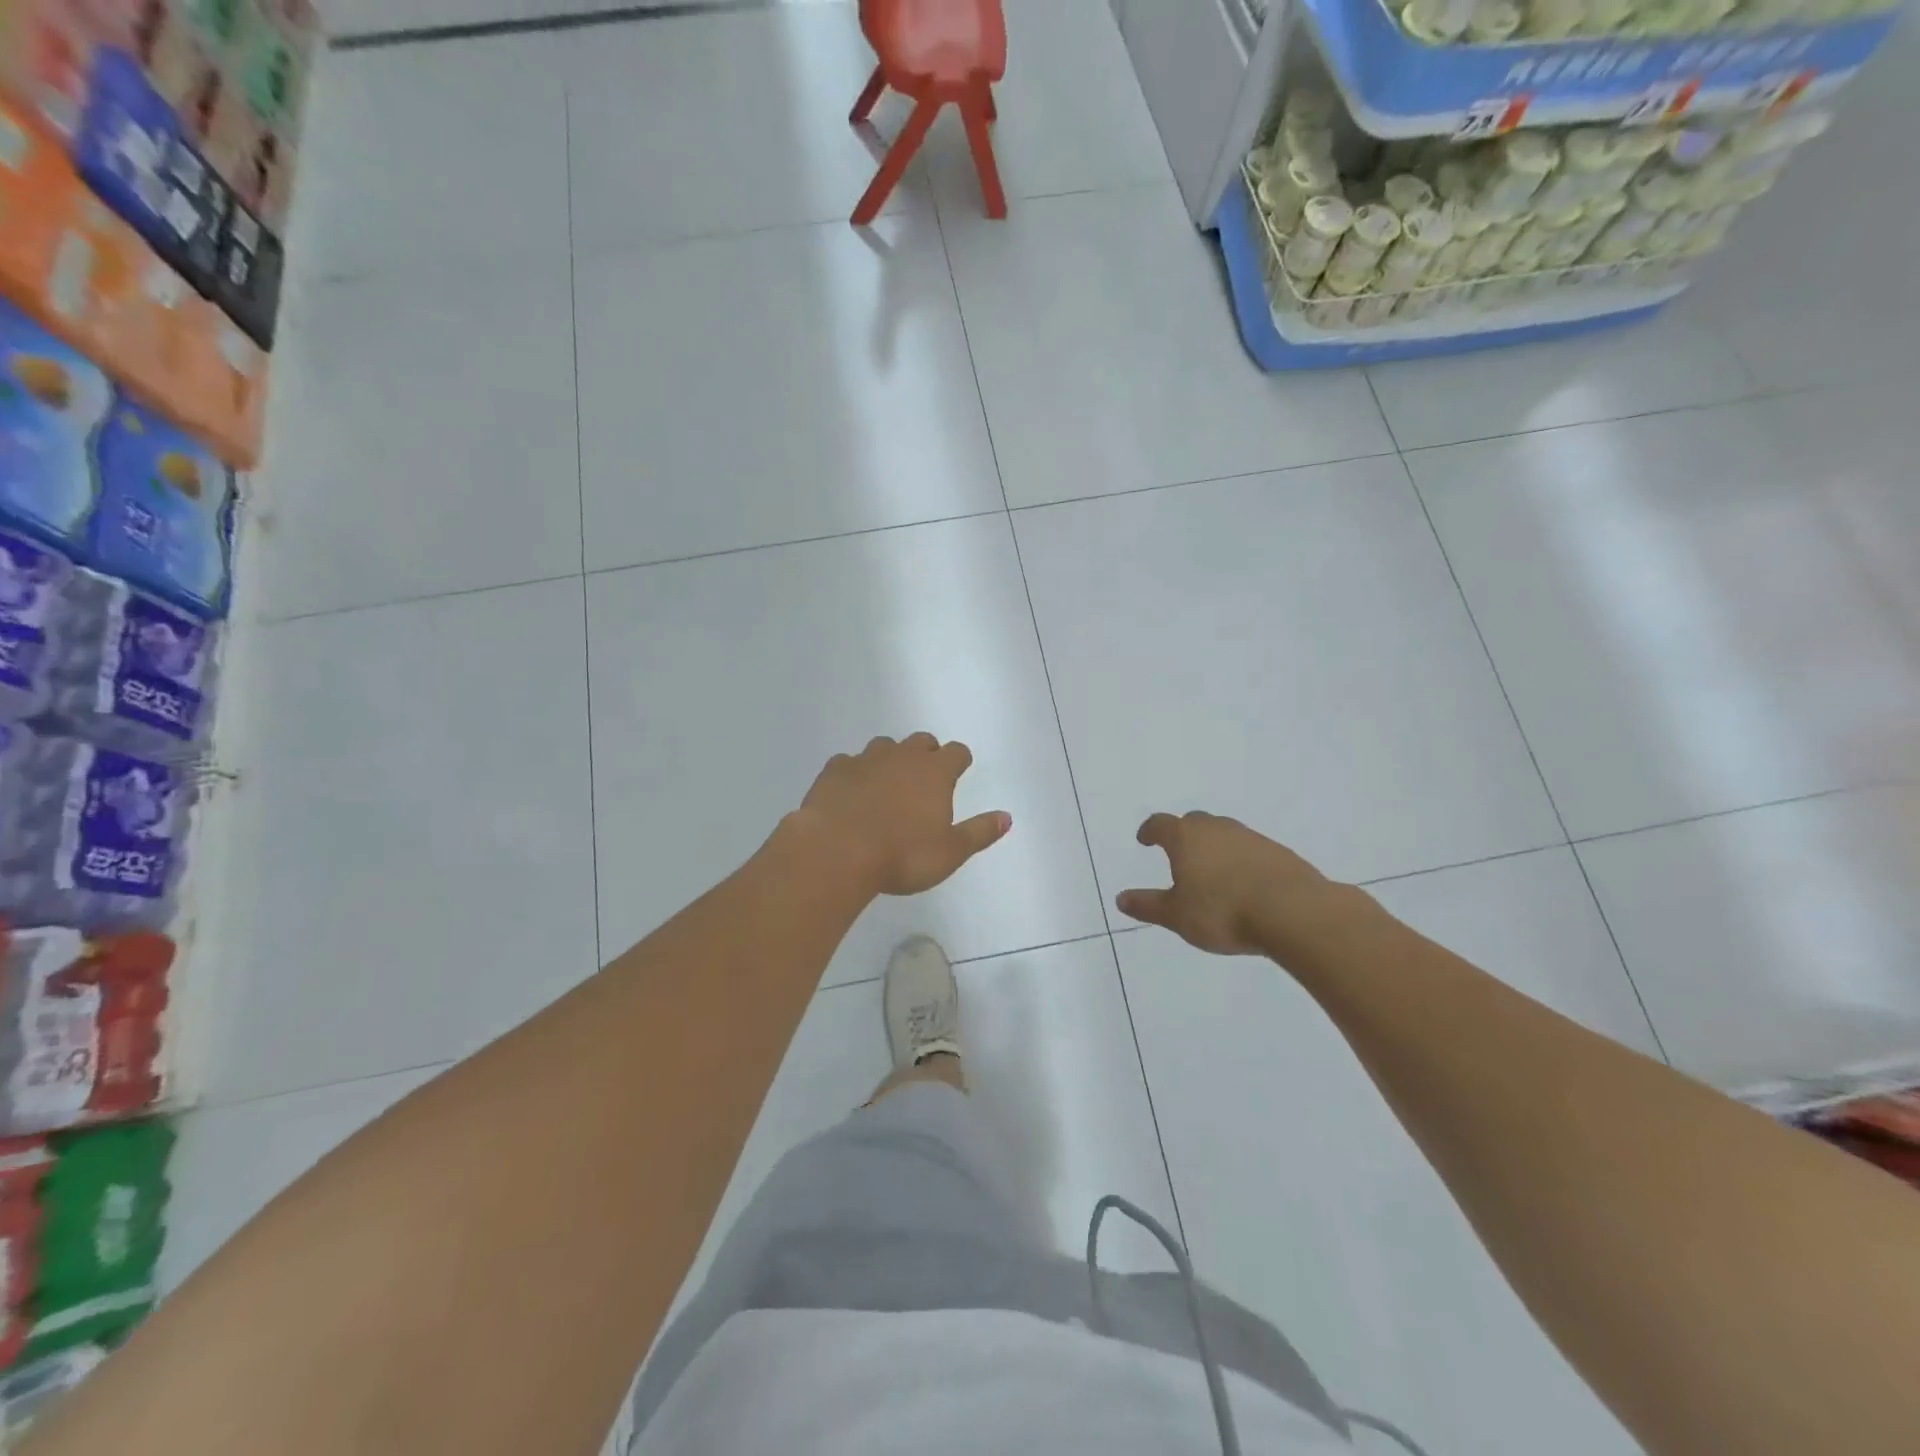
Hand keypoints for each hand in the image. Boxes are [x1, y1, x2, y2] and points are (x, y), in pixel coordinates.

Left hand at [797, 734, 1011, 896]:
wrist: (836, 852)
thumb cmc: (902, 855)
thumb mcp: (950, 852)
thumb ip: (979, 832)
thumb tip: (1007, 817)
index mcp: (935, 772)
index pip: (956, 752)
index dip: (960, 760)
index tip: (959, 769)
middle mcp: (902, 757)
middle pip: (921, 741)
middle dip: (926, 753)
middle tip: (925, 776)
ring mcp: (865, 760)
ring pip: (884, 746)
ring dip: (890, 759)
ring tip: (887, 783)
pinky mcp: (834, 771)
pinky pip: (848, 762)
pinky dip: (854, 772)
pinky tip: (850, 791)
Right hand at [1115, 811, 1334, 955]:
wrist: (1293, 912)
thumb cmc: (1222, 911)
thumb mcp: (1177, 915)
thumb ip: (1148, 905)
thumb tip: (1121, 898)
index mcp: (1186, 838)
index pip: (1161, 824)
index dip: (1150, 830)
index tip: (1145, 839)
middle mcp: (1217, 829)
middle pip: (1194, 821)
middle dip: (1183, 834)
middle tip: (1178, 853)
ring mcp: (1251, 837)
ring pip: (1225, 834)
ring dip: (1214, 846)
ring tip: (1212, 871)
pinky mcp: (1278, 852)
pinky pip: (1250, 850)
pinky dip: (1240, 860)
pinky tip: (1244, 883)